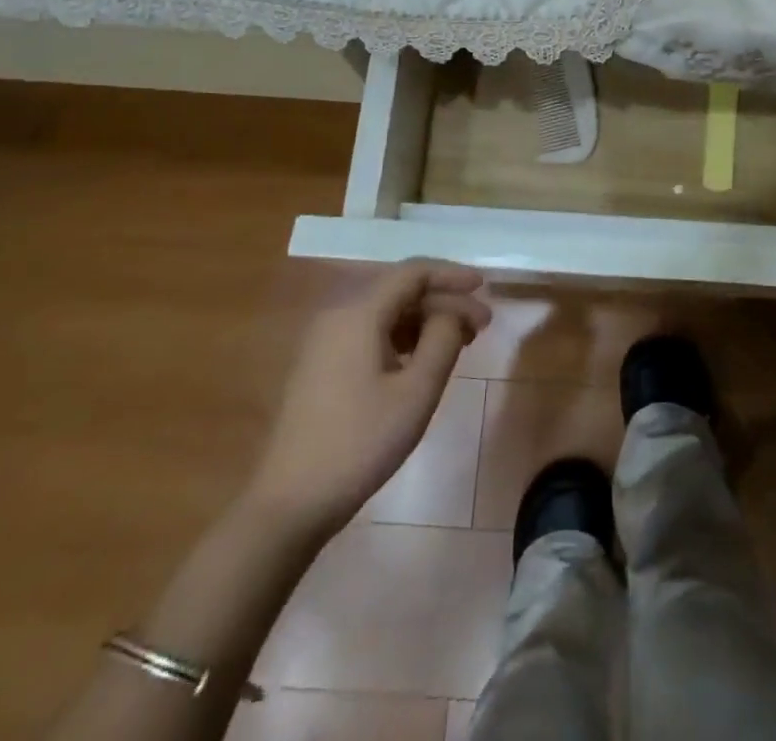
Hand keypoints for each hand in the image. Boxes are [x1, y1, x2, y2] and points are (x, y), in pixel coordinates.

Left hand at [248, 260, 490, 538]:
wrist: (290, 502)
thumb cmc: (360, 442)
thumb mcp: (416, 391)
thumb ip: (443, 338)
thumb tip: (453, 311)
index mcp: (358, 312)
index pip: (413, 272)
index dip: (452, 275)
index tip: (485, 288)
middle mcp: (338, 314)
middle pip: (399, 290)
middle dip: (443, 301)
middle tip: (481, 326)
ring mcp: (325, 340)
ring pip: (385, 312)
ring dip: (424, 320)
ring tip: (460, 343)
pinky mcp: (321, 364)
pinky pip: (369, 332)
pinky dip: (402, 336)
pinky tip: (422, 360)